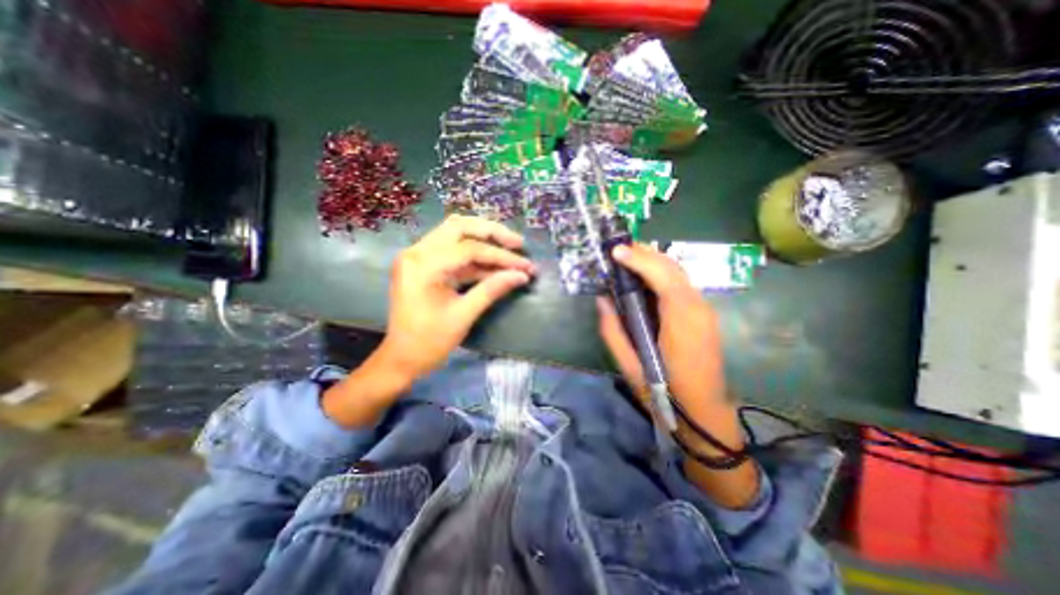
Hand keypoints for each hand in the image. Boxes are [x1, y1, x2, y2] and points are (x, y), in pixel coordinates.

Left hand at [377, 217, 534, 378]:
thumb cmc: (429, 342)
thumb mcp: (463, 316)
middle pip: (459, 227)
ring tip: (511, 249)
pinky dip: (475, 256)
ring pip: (456, 234)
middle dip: (492, 233)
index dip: (501, 256)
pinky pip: (453, 252)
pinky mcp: (424, 265)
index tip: (525, 266)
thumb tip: (522, 275)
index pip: (469, 249)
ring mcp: (419, 257)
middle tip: (517, 243)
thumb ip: (492, 290)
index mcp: (423, 265)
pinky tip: (495, 265)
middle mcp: (417, 252)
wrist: (401, 359)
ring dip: (484, 240)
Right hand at [593, 242, 758, 505]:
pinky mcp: (704, 315)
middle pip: (673, 268)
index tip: (615, 251)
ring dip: (653, 261)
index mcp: (682, 321)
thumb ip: (612, 330)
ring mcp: (705, 310)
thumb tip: (602, 300)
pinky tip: (645, 277)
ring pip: (679, 273)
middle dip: (646, 253)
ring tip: (628, 258)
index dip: (640, 260)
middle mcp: (698, 308)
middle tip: (619, 249)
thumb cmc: (664, 392)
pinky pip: (681, 285)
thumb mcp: (629, 365)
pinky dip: (662, 274)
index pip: (663, 277)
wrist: (705, 414)